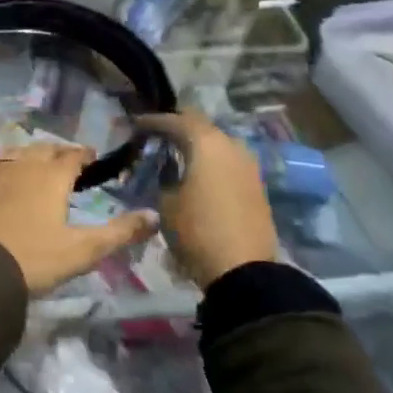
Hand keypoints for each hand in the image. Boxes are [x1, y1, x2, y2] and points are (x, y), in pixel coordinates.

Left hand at [0, 142, 158, 295]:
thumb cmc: (34, 258)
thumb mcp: (83, 251)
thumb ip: (120, 232)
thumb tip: (154, 216)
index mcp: (51, 176)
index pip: (73, 156)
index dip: (84, 155)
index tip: (91, 157)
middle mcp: (22, 165)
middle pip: (43, 149)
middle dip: (57, 152)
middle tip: (66, 160)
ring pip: (14, 153)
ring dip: (28, 154)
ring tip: (35, 162)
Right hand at [134, 111, 277, 286]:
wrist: (245, 272)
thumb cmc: (197, 231)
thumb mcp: (166, 202)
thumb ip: (163, 176)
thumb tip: (166, 167)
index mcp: (206, 143)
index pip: (175, 120)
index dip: (153, 121)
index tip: (136, 124)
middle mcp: (231, 145)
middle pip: (201, 125)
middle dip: (178, 126)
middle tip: (156, 134)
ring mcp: (248, 164)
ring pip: (218, 142)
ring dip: (197, 144)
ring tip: (176, 152)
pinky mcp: (256, 184)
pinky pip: (229, 160)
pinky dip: (211, 160)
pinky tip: (198, 171)